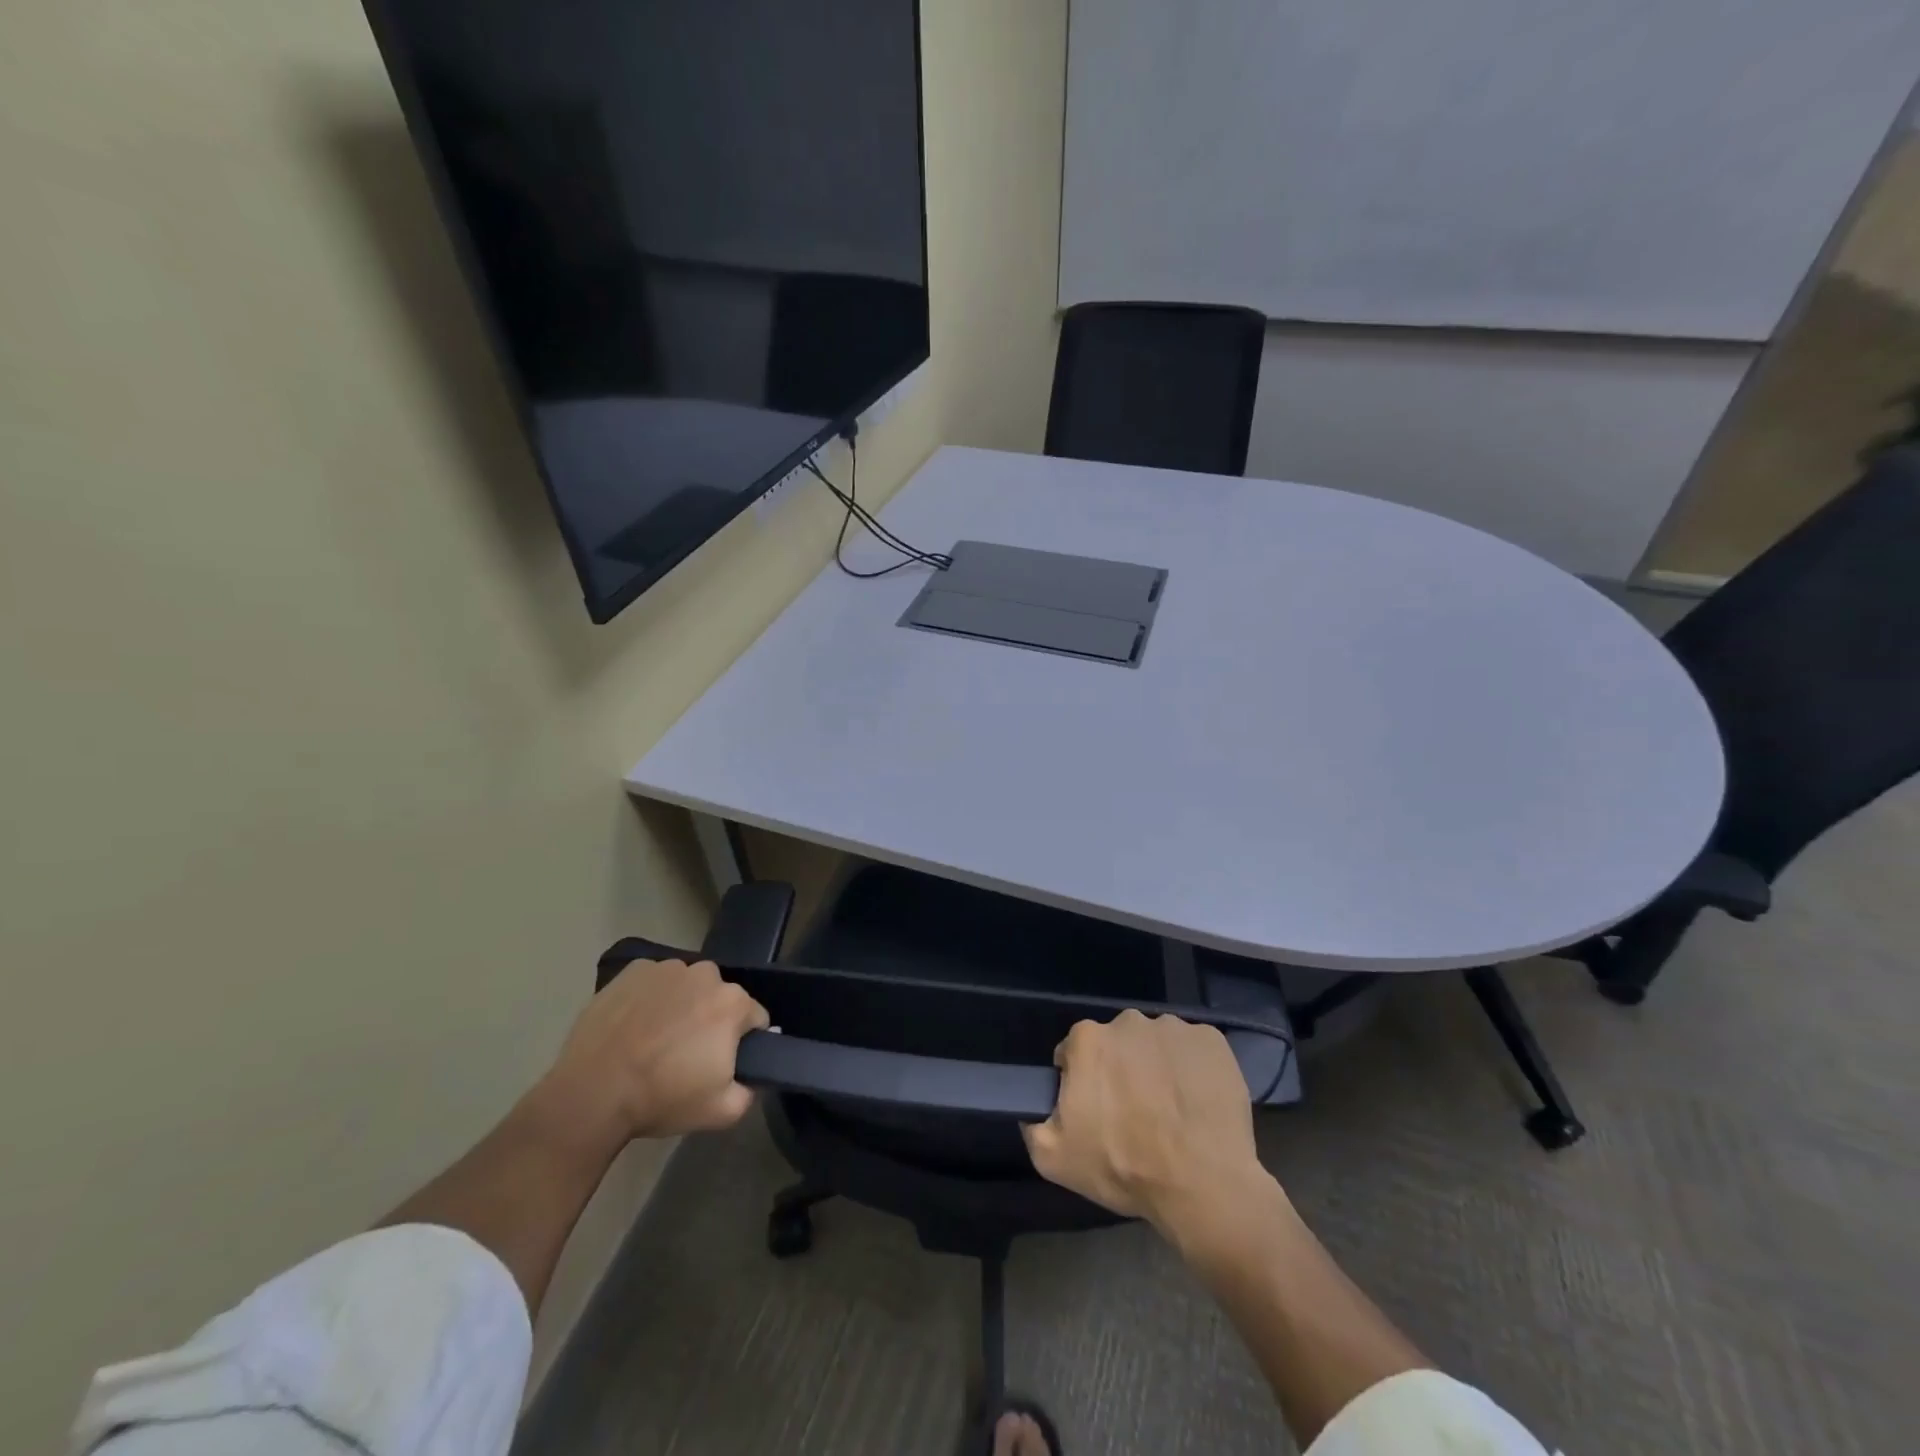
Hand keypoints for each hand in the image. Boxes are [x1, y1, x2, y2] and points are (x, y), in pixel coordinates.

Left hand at [531, 958, 768, 1144]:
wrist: (592, 1093)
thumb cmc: (662, 1099)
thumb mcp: (722, 1112)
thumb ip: (749, 1091)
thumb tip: (750, 1077)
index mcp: (733, 1003)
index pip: (755, 1018)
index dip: (743, 1042)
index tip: (722, 1063)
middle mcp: (706, 974)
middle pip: (720, 997)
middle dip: (711, 1020)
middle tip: (687, 1054)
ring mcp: (666, 968)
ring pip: (687, 986)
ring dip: (682, 1005)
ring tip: (655, 1039)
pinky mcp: (632, 970)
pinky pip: (654, 982)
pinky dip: (651, 997)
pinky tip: (634, 1025)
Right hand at [1022, 1010, 1265, 1229]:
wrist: (1203, 1185)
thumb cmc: (1125, 1167)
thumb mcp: (1055, 1159)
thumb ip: (1034, 1125)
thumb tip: (1035, 1111)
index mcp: (1088, 1039)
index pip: (1074, 1052)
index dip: (1082, 1081)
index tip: (1096, 1110)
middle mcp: (1128, 1021)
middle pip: (1117, 1044)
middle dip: (1120, 1070)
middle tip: (1134, 1113)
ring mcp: (1174, 1028)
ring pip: (1156, 1044)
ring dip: (1157, 1067)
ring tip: (1171, 1111)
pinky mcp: (1212, 1041)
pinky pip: (1193, 1050)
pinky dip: (1193, 1069)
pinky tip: (1196, 1104)